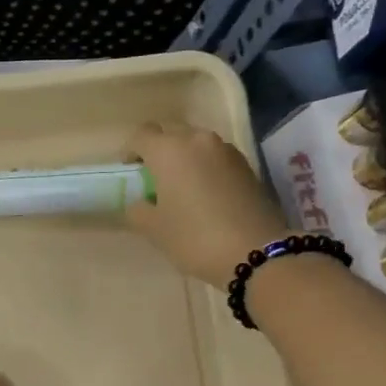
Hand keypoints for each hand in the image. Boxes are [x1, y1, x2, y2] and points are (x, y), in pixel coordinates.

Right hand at [124, 122, 291, 285]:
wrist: (255, 252)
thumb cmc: (194, 238)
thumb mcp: (155, 230)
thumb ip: (138, 210)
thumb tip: (141, 203)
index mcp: (169, 151)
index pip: (142, 135)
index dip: (131, 151)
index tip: (130, 172)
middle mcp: (198, 140)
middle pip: (171, 133)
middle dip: (159, 150)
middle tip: (154, 179)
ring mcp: (226, 151)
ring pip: (196, 144)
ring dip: (185, 158)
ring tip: (182, 188)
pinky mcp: (246, 165)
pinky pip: (216, 158)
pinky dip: (206, 168)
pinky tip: (206, 196)